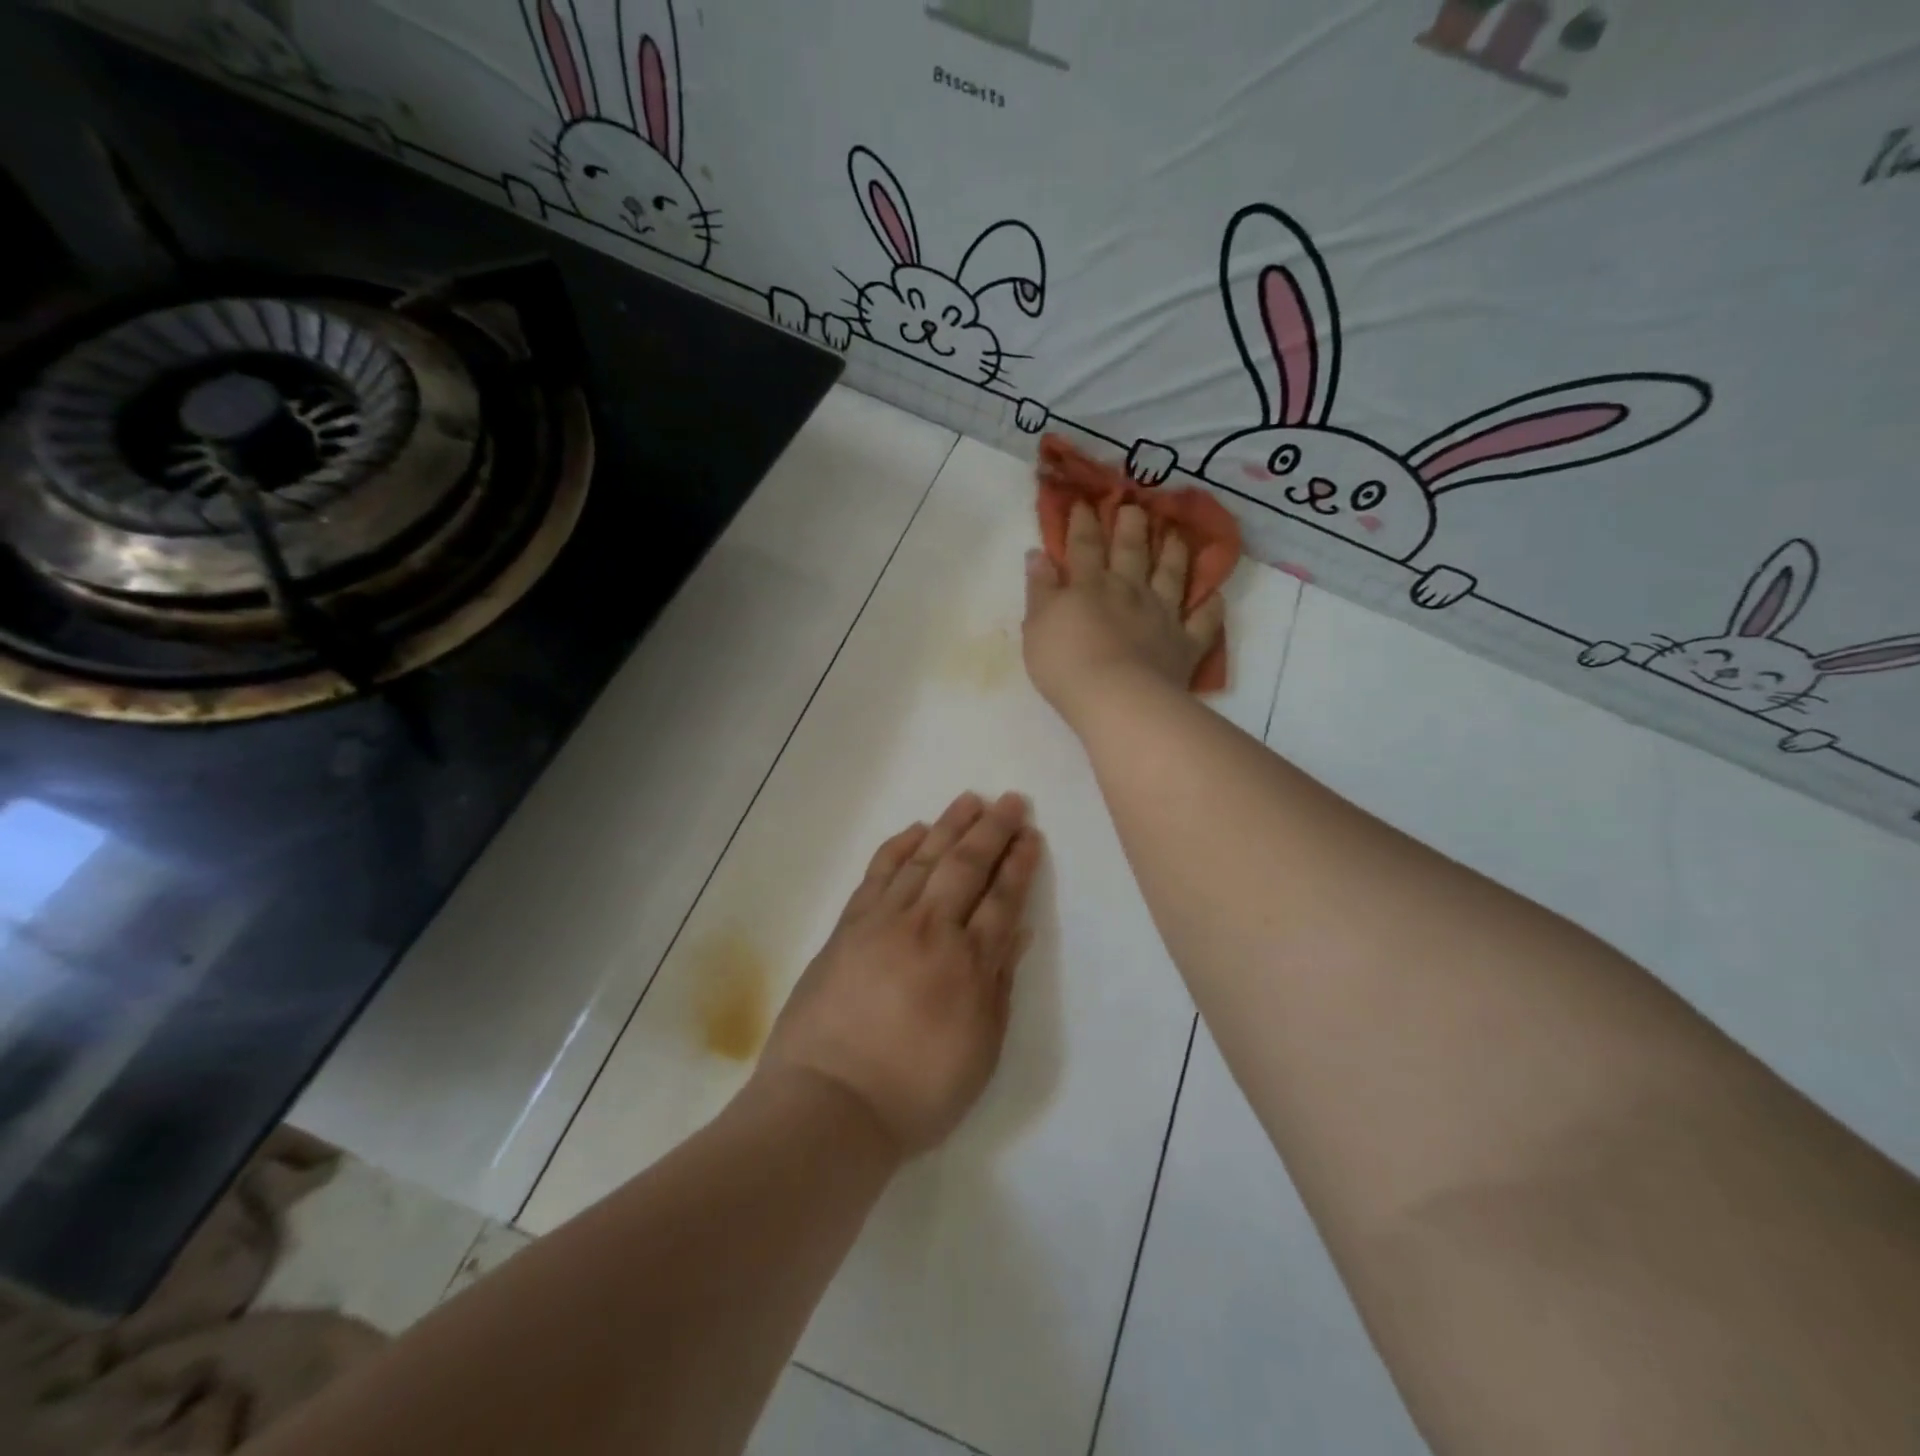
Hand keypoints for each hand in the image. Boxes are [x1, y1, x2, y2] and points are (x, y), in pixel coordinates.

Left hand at [753, 792, 1042, 1158]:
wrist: (828, 1104)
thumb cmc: (915, 1093)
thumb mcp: (979, 1052)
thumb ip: (999, 986)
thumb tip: (1016, 932)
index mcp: (968, 964)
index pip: (1002, 899)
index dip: (1019, 864)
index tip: (1031, 835)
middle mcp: (930, 930)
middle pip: (966, 866)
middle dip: (993, 830)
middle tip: (1011, 801)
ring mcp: (884, 922)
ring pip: (924, 859)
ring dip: (950, 825)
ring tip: (970, 799)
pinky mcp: (848, 925)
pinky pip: (878, 874)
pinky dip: (898, 848)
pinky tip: (915, 831)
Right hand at [1023, 501, 1224, 727]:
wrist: (1115, 698)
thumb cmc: (1065, 663)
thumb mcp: (1037, 625)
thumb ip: (1039, 589)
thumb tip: (1038, 554)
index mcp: (1090, 586)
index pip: (1084, 546)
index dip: (1083, 522)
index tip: (1084, 502)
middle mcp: (1129, 591)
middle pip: (1131, 551)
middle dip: (1132, 526)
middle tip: (1136, 505)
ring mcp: (1162, 616)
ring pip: (1172, 576)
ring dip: (1174, 553)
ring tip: (1177, 534)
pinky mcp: (1185, 644)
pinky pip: (1203, 622)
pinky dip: (1210, 608)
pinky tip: (1215, 596)